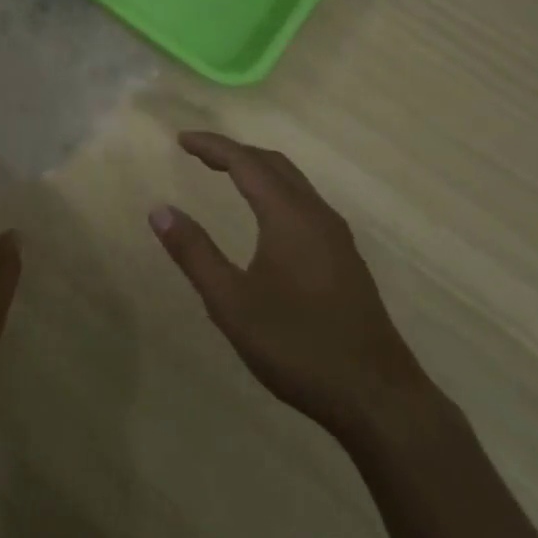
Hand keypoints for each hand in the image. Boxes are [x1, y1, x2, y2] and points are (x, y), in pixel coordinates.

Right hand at [150, 131, 427, 438]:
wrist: (378, 397)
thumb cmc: (297, 346)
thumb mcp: (231, 303)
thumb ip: (194, 253)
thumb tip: (160, 210)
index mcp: (288, 216)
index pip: (245, 162)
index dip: (212, 147)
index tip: (181, 140)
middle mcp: (317, 215)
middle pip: (273, 164)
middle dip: (234, 152)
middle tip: (198, 154)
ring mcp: (337, 237)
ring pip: (293, 183)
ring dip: (257, 170)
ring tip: (225, 175)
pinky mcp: (345, 259)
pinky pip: (304, 203)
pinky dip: (275, 191)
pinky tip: (265, 217)